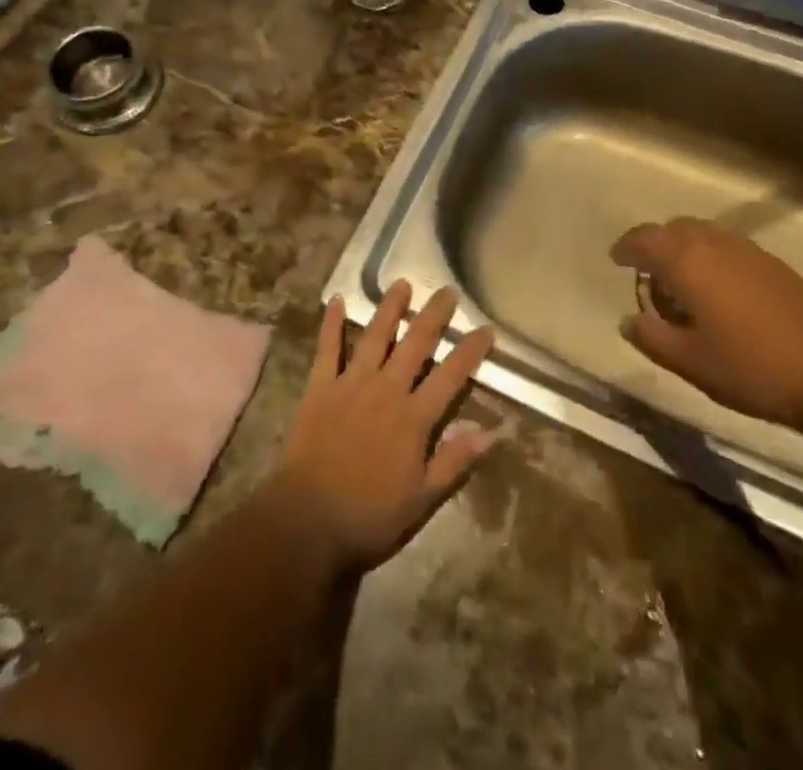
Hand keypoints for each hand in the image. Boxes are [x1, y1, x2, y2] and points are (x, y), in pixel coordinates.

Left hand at [273, 282, 497, 574]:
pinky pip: (327, 349)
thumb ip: (456, 460)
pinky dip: (331, 324)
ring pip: (374, 336)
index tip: (486, 329)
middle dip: (434, 315)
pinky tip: (336, 300)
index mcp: (413, 417)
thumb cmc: (369, 515)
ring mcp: (351, 384)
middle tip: (447, 290)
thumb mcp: (422, 498)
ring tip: (401, 283)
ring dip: (389, 308)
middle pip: (415, 344)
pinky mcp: (320, 387)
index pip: (451, 376)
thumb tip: (495, 432)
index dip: (470, 351)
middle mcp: (386, 389)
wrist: (307, 520)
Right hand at [615, 216, 802, 431]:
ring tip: (682, 285)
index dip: (626, 247)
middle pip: (674, 229)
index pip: (644, 238)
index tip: (616, 260)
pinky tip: (720, 293)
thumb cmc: (752, 367)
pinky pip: (727, 247)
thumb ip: (651, 337)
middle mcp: (715, 243)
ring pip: (703, 234)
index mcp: (687, 260)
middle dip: (656, 245)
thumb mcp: (690, 362)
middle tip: (648, 276)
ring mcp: (748, 250)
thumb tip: (628, 320)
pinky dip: (711, 257)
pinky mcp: (774, 264)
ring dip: (685, 249)